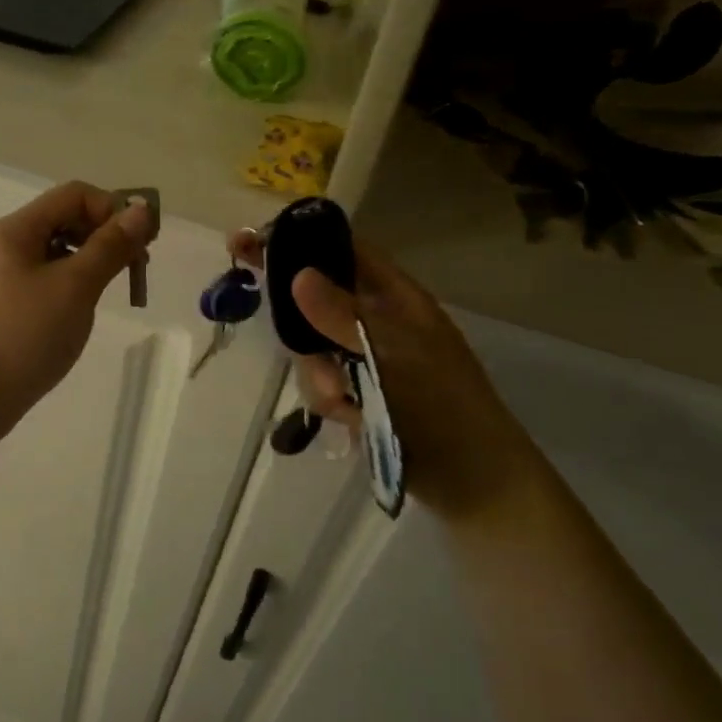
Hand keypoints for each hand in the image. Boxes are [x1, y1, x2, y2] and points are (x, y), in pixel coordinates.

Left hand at [0, 182, 156, 428]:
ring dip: (89, 262)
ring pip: (54, 253)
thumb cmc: (25, 336)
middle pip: (63, 220)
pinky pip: (41, 280)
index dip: (113, 209)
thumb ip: (110, 246)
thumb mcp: (75, 287)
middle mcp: (1, 245)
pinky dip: (68, 285)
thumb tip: (141, 211)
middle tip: (135, 269)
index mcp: (14, 230)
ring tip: (107, 293)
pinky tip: (78, 313)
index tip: (142, 244)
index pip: (73, 195)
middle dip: (104, 237)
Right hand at [227, 225, 542, 521]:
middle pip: (316, 300)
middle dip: (296, 319)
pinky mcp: (359, 393)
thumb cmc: (444, 405)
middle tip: (252, 305)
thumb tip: (298, 274)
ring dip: (318, 373)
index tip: (249, 240)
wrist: (472, 481)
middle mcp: (376, 321)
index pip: (341, 252)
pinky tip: (349, 418)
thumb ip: (343, 316)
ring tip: (341, 400)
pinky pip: (323, 384)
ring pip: (314, 348)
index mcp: (395, 298)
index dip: (298, 241)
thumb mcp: (394, 354)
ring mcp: (366, 359)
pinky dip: (330, 400)